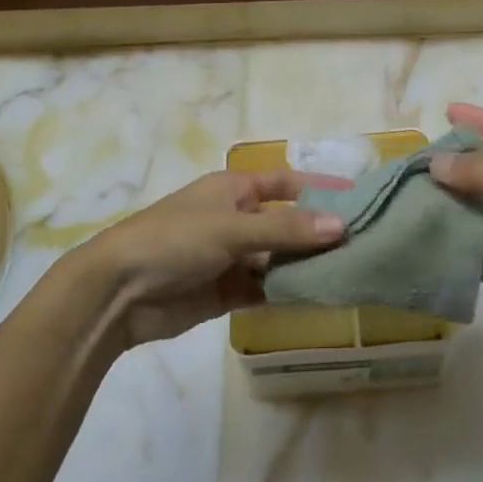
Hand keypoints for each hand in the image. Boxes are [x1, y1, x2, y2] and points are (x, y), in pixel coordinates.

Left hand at [74, 169, 348, 347]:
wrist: (118, 292)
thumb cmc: (174, 240)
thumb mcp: (231, 228)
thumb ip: (285, 229)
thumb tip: (341, 226)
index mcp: (234, 189)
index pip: (286, 183)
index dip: (319, 189)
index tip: (358, 201)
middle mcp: (236, 219)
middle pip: (286, 223)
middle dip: (318, 234)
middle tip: (364, 246)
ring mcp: (231, 257)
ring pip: (278, 258)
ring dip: (305, 266)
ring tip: (350, 274)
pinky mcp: (226, 292)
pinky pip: (265, 288)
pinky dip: (287, 292)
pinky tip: (316, 298)